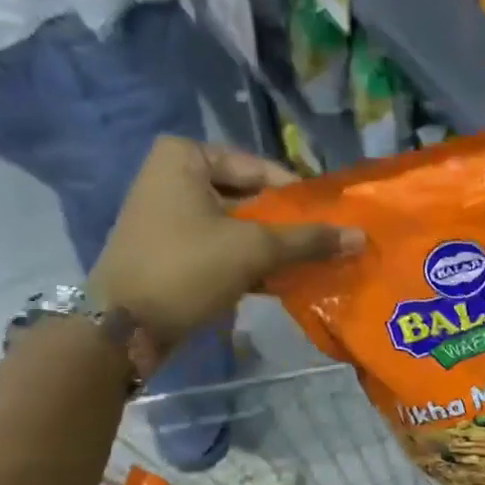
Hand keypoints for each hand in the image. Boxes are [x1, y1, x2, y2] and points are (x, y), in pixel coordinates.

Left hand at [89, 137, 359, 360]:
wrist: (123, 327)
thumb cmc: (186, 269)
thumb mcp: (254, 249)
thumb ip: (308, 240)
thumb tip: (361, 236)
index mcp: (185, 157)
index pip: (261, 169)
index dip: (300, 197)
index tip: (334, 221)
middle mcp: (173, 177)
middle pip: (251, 198)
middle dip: (288, 226)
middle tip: (328, 245)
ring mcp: (170, 215)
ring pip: (239, 226)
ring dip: (274, 248)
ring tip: (314, 266)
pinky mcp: (172, 250)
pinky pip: (223, 247)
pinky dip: (251, 262)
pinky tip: (284, 282)